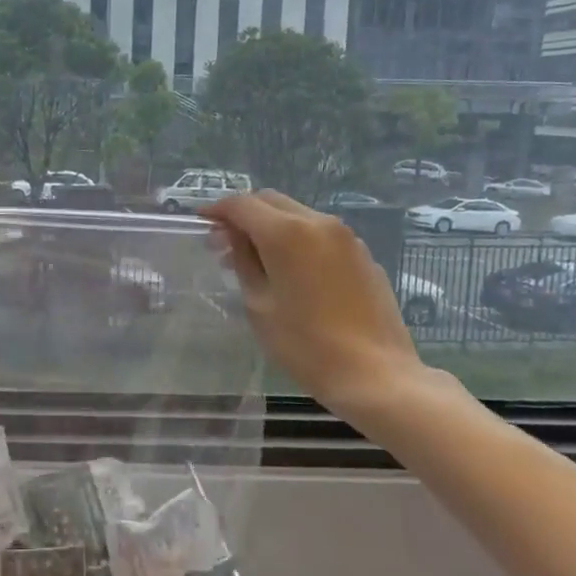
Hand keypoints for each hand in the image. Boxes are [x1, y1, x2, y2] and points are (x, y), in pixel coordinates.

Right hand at [201, 191, 432, 417]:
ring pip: (297, 214)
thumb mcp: (259, 304)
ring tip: (256, 259)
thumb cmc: (305, 344)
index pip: (242, 204)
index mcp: (286, 233)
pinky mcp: (362, 254)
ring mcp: (346, 237)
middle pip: (271, 201)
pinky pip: (320, 234)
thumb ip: (243, 261)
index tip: (200, 223)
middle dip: (244, 215)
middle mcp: (318, 223)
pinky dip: (297, 239)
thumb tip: (233, 236)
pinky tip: (291, 271)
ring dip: (271, 226)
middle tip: (224, 243)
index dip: (217, 210)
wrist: (375, 374)